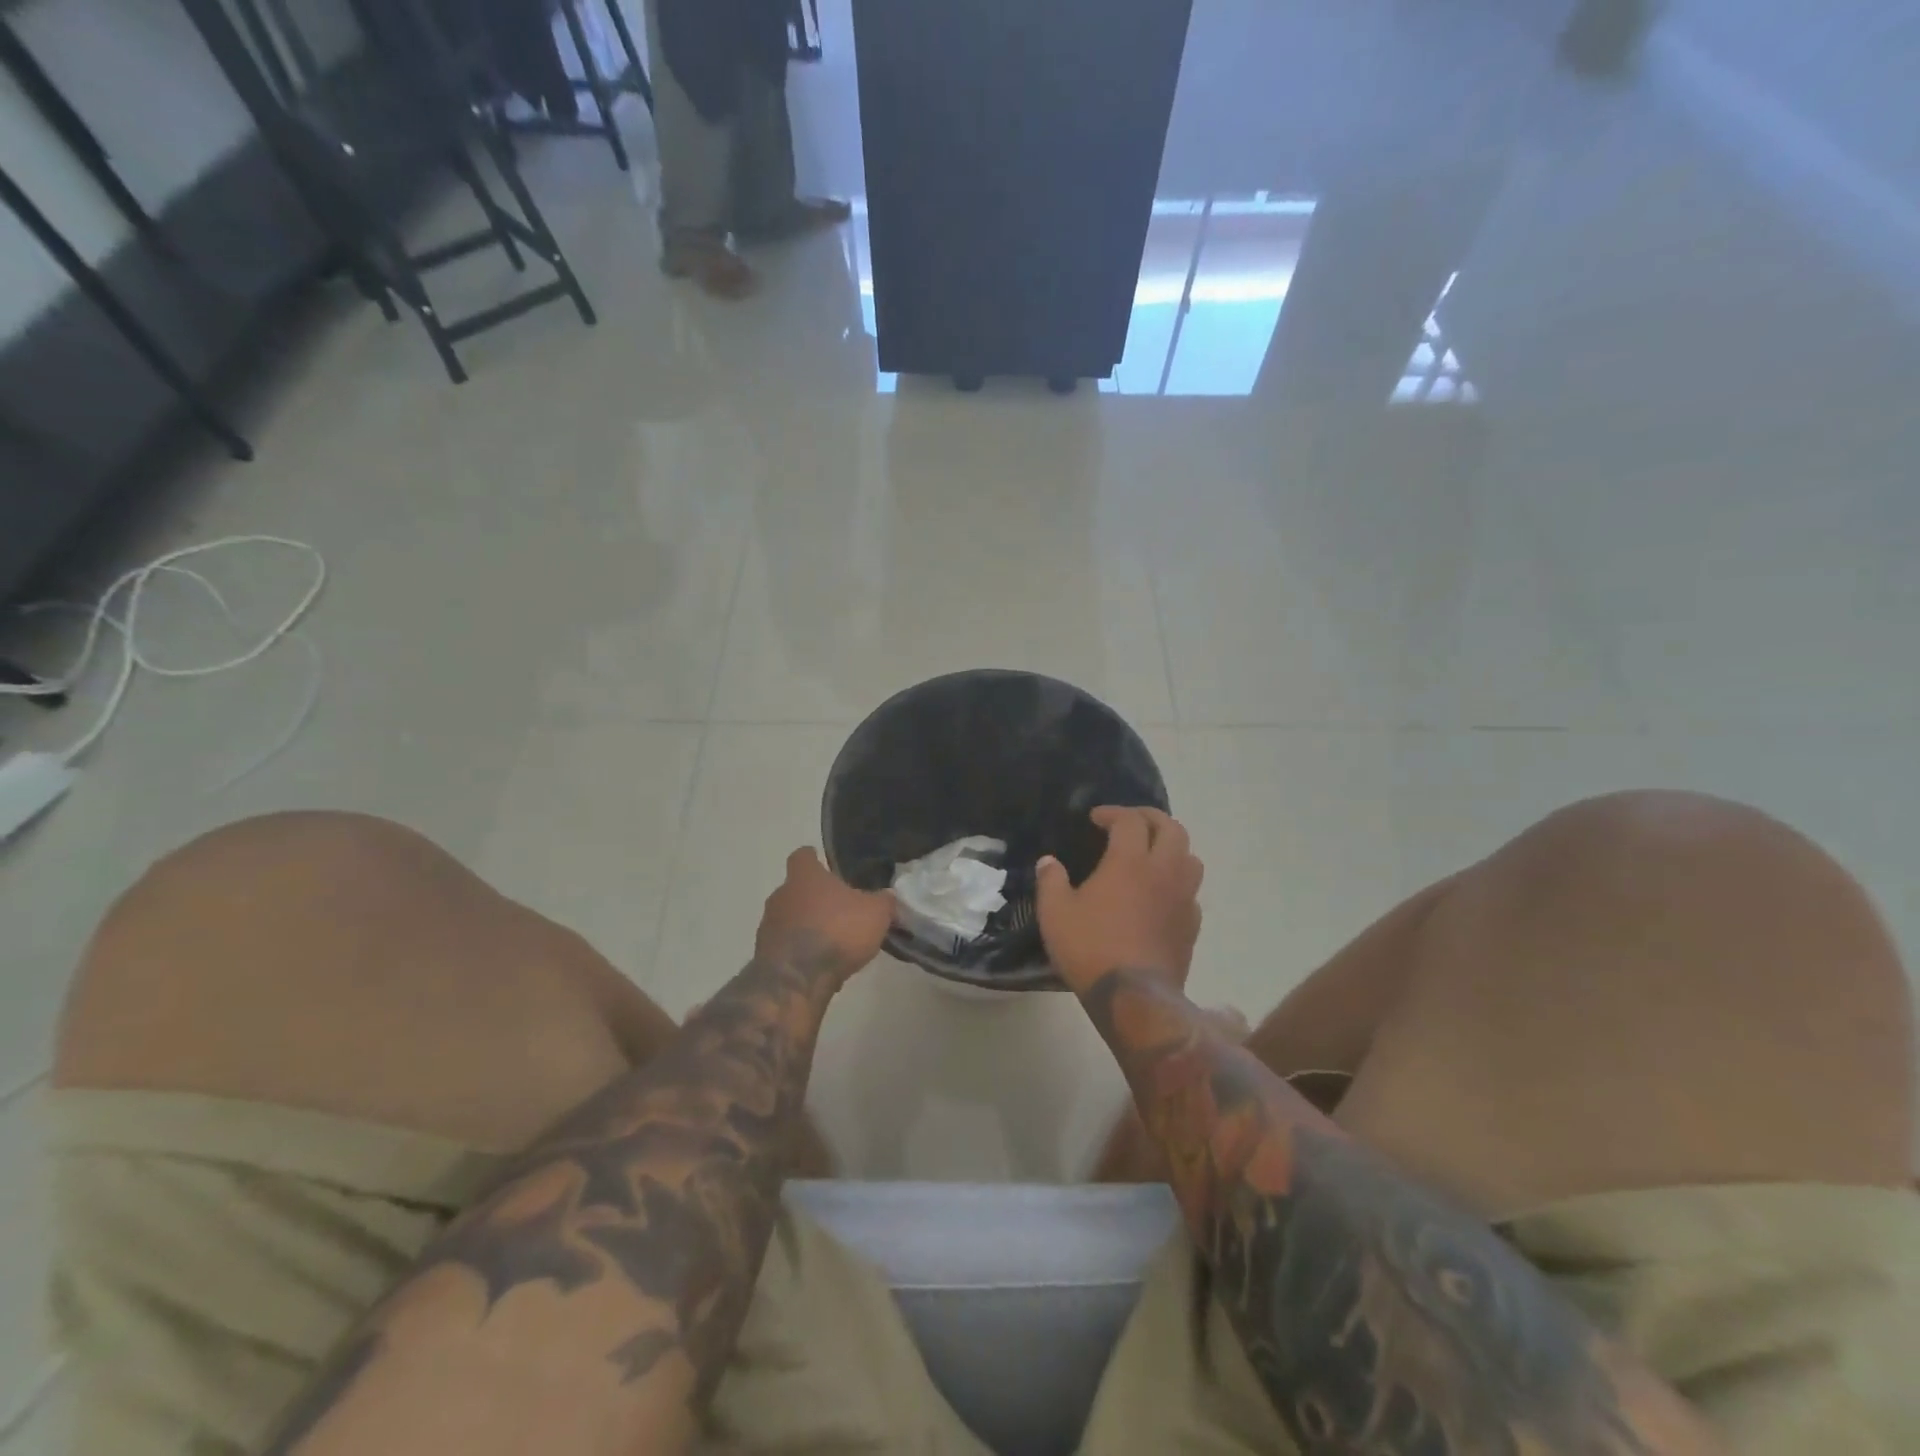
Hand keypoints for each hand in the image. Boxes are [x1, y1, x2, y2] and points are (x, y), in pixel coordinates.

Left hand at [756, 848, 893, 981]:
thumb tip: (887, 895)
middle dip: (816, 899)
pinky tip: (821, 967)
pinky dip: (801, 953)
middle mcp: (781, 894)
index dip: (815, 859)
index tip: (827, 866)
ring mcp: (768, 925)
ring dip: (807, 927)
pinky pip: (786, 947)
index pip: (803, 856)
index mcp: (805, 876)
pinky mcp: (765, 955)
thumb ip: (883, 901)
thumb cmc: (837, 931)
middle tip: (840, 910)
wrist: (797, 979)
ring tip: (833, 944)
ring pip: (790, 919)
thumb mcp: (876, 913)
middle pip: (797, 889)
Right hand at [1036, 806, 1203, 995]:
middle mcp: (1163, 871)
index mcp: (1130, 861)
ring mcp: (1183, 898)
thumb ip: (1051, 881)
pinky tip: (1161, 895)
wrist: (1134, 996)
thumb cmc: (1090, 948)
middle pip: (1172, 828)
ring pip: (1190, 857)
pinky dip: (1178, 882)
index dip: (1113, 813)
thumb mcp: (1055, 913)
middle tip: (1130, 823)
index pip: (1130, 820)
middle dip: (1150, 818)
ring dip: (1172, 847)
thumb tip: (1048, 862)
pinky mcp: (1192, 925)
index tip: (1096, 818)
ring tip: (1152, 854)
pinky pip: (1191, 891)